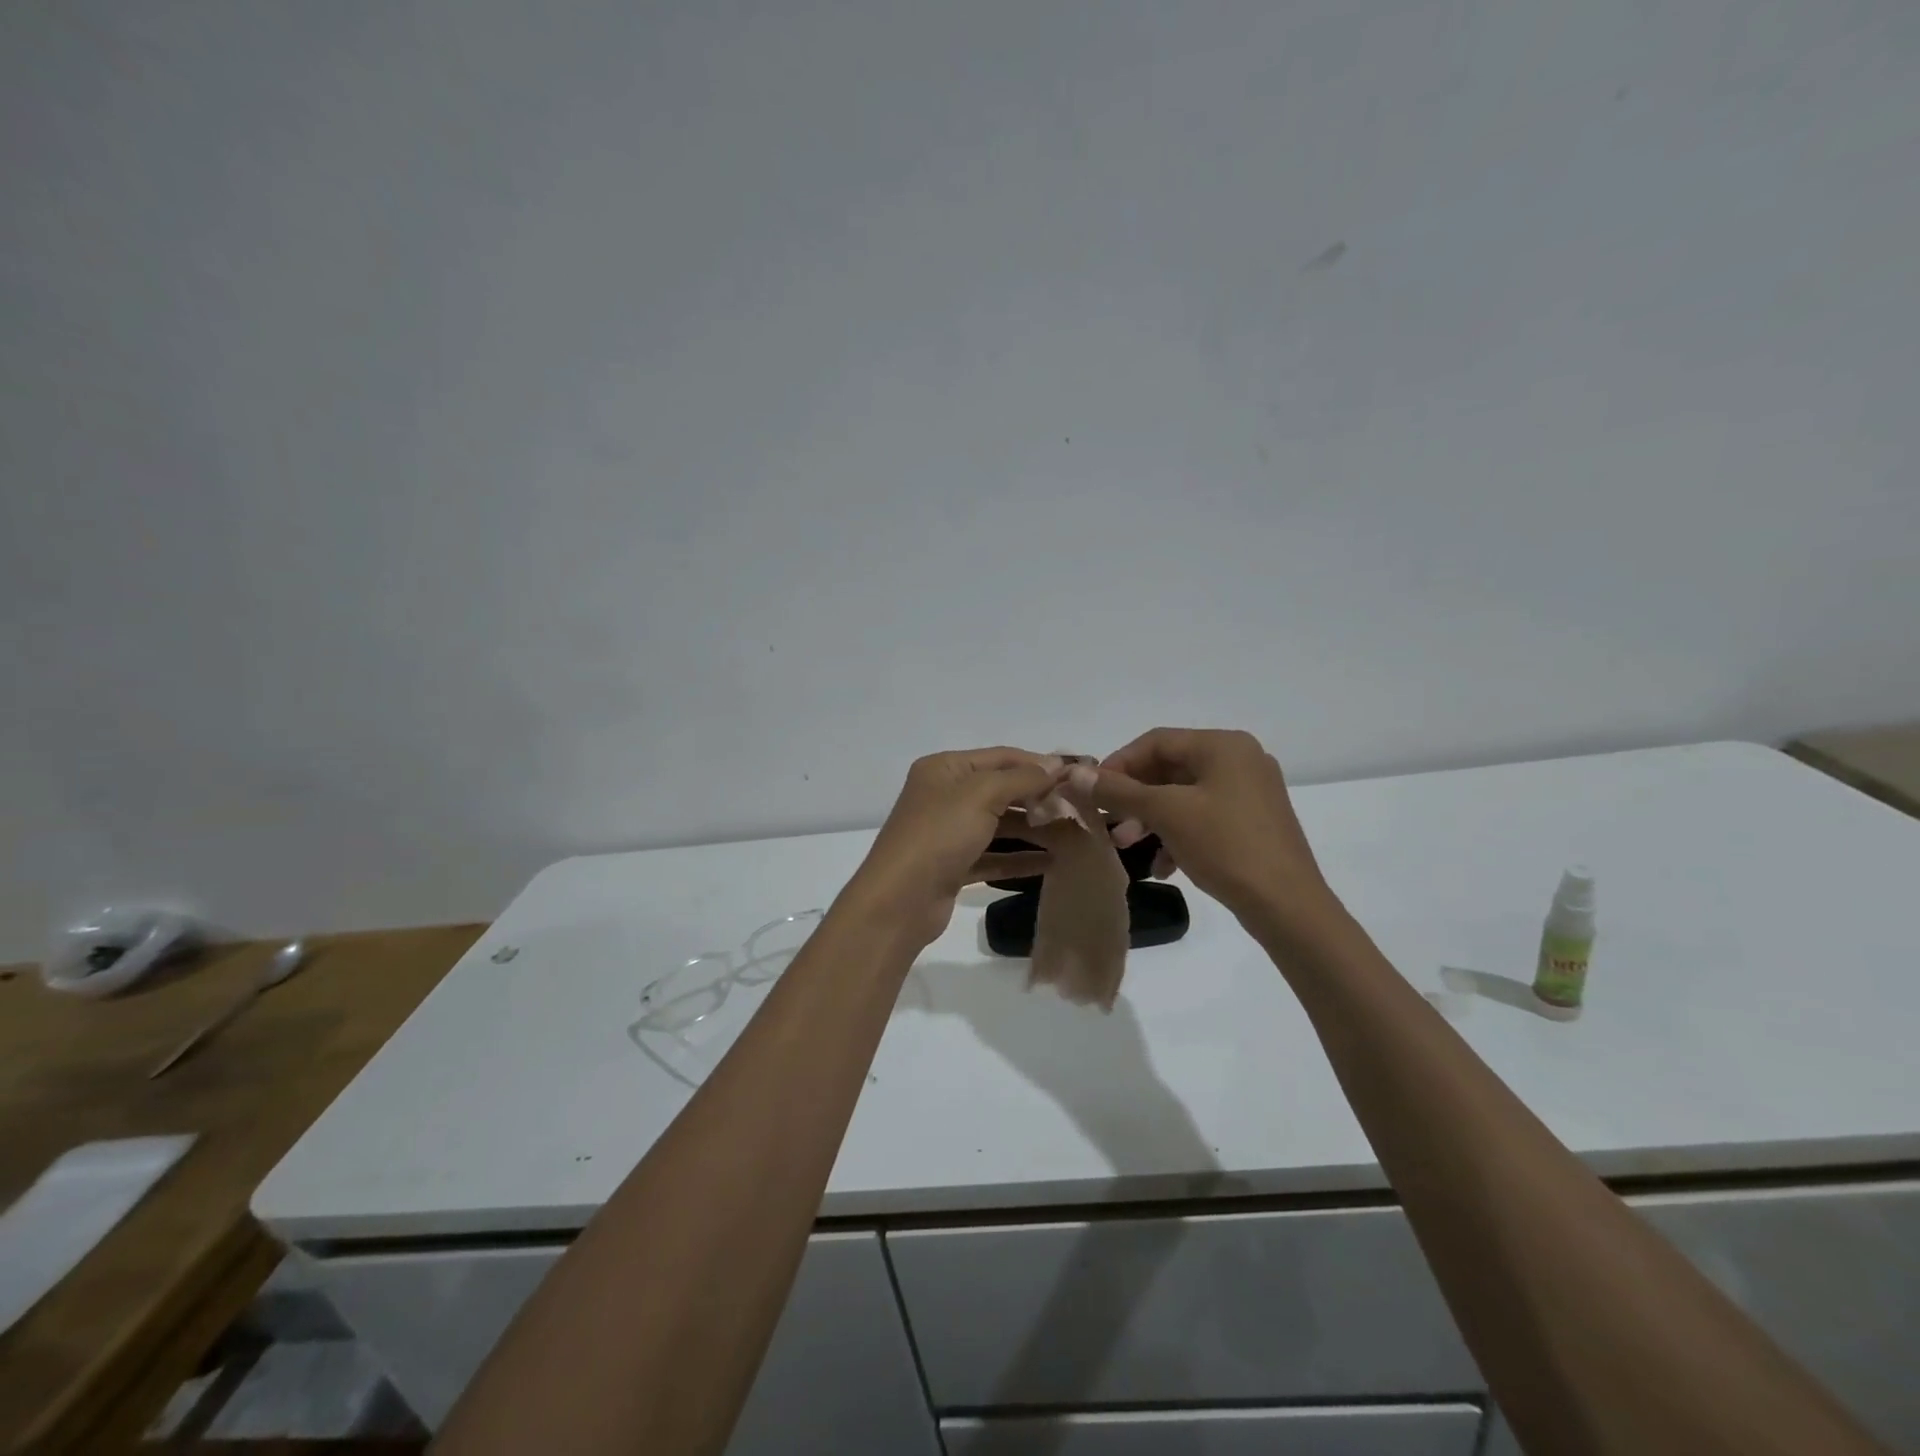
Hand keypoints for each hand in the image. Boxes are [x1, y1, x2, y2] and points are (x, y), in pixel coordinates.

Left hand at [846, 748, 1063, 946]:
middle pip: (1001, 789)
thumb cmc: (939, 835)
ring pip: (999, 824)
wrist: (900, 900)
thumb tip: (1056, 765)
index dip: (1039, 763)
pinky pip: (993, 855)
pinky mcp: (954, 866)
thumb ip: (1021, 778)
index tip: (1078, 774)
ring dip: (1033, 828)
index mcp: (945, 769)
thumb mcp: (981, 795)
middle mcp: (945, 795)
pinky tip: (1051, 863)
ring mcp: (948, 832)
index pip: (1001, 757)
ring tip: (1073, 834)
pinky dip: (1019, 857)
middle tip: (1080, 807)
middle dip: (1039, 797)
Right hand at [1071, 728, 1337, 934]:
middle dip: (1134, 797)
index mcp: (1223, 746)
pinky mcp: (1253, 822)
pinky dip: (1176, 834)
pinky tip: (1162, 866)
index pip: (1156, 742)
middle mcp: (1240, 760)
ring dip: (1150, 819)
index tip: (1091, 792)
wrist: (1287, 906)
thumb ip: (1119, 790)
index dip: (1118, 764)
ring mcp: (1249, 792)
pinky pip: (1203, 817)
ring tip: (1127, 847)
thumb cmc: (1226, 846)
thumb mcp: (1166, 814)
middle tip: (1108, 824)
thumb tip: (1075, 773)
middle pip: (1169, 769)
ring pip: (1183, 796)